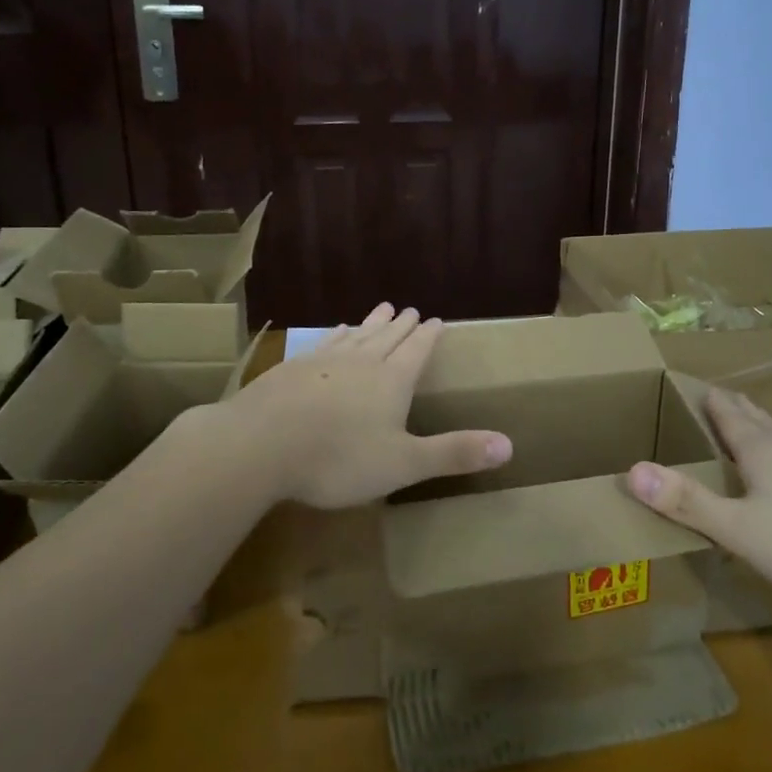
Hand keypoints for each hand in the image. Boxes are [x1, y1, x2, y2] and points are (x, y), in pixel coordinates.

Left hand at [221, 303, 510, 508]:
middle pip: (388, 337)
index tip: (436, 320)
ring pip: (358, 335)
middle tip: (412, 309)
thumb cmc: (338, 458)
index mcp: (392, 381)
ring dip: (372, 322)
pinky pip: (325, 343)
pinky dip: (337, 334)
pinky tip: (337, 331)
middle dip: (403, 325)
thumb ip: (454, 453)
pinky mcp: (294, 367)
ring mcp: (325, 361)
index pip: (417, 350)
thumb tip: (510, 444)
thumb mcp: (403, 464)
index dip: (429, 337)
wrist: (261, 444)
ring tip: (382, 308)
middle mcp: (362, 362)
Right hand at [626, 387, 771, 610]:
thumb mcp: (740, 531)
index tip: (688, 385)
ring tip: (750, 429)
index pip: (726, 412)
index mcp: (761, 450)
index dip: (705, 398)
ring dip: (761, 429)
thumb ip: (687, 502)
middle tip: (713, 398)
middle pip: (756, 417)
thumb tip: (631, 469)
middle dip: (732, 407)